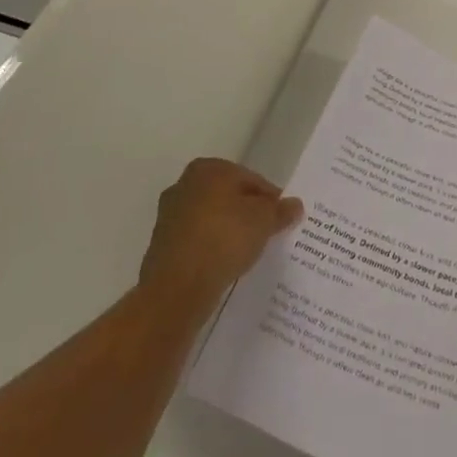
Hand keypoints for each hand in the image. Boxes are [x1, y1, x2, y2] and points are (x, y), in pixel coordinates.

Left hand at [136, 158, 301, 321]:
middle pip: (228, 197)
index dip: (270, 199)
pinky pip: (197, 242)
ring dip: (227, 232)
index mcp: (208, 168)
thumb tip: (295, 205)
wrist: (177, 288)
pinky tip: (225, 265)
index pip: (250, 179)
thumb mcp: (264, 221)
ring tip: (247, 252)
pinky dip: (211, 249)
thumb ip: (280, 210)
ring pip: (211, 220)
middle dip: (246, 213)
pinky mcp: (161, 246)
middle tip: (267, 233)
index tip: (281, 218)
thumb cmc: (224, 238)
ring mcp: (169, 216)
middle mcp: (184, 185)